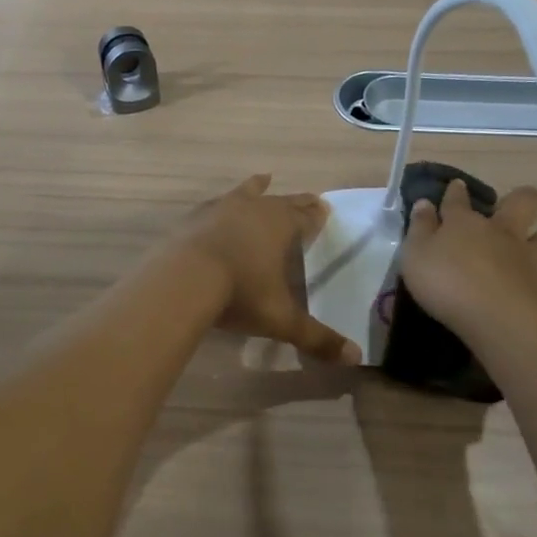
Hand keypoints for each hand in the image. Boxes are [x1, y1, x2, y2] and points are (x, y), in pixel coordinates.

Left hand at [174, 176, 362, 365]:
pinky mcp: (192, 218)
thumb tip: (354, 357)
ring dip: (256, 188)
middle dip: (296, 202)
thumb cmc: (239, 294)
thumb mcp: (280, 319)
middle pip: (281, 201)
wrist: (181, 280)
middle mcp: (254, 209)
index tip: (325, 209)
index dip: (316, 216)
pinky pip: (214, 204)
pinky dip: (222, 204)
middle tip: (310, 198)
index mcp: (281, 226)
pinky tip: (217, 206)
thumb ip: (316, 338)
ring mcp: (220, 209)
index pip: (306, 216)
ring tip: (263, 179)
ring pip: (245, 192)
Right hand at [399, 179, 536, 339]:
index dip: (455, 191)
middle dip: (518, 198)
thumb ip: (420, 228)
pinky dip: (535, 275)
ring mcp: (524, 256)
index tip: (456, 187)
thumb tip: (424, 203)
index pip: (458, 199)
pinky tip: (524, 284)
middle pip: (521, 201)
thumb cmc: (447, 281)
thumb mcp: (416, 254)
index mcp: (465, 222)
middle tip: (506, 209)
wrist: (495, 317)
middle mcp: (499, 231)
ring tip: (526, 249)